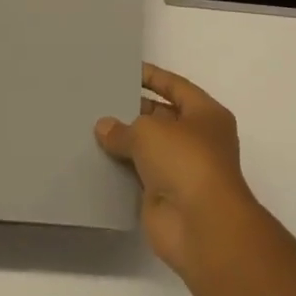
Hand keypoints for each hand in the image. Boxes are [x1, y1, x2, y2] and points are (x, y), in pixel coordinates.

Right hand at [95, 63, 257, 274]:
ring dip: (124, 143)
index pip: (176, 87)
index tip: (125, 70)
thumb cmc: (185, 161)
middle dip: (133, 110)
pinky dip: (120, 170)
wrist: (201, 225)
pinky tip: (93, 160)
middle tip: (99, 100)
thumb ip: (124, 127)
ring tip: (89, 127)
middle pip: (161, 117)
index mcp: (206, 114)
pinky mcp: (164, 197)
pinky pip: (138, 177)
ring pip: (148, 149)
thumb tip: (104, 127)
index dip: (152, 77)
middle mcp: (197, 139)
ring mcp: (182, 170)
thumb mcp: (150, 132)